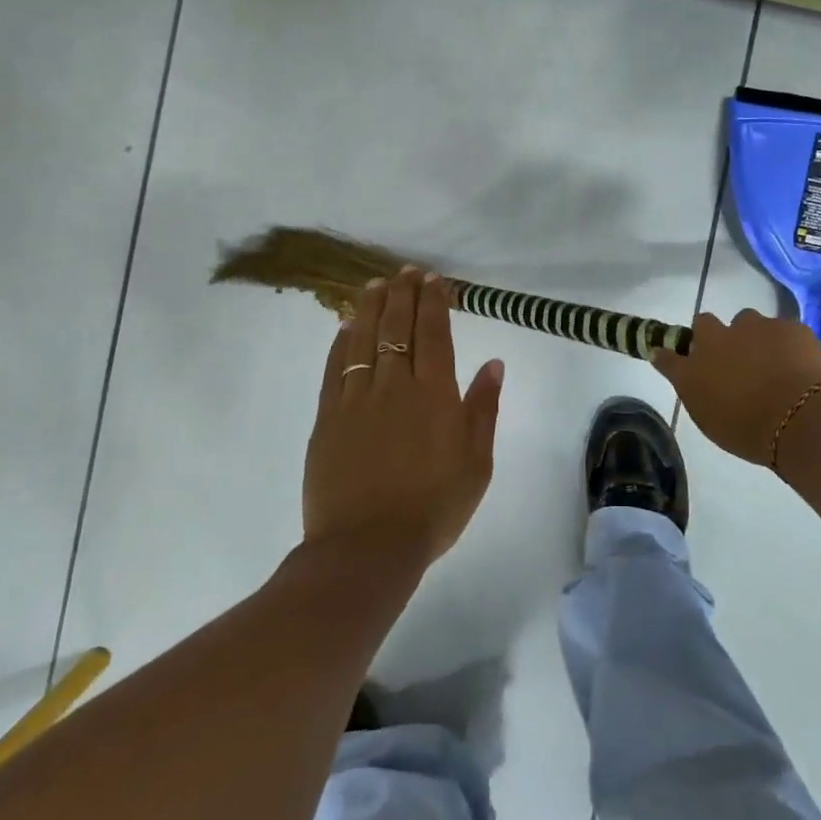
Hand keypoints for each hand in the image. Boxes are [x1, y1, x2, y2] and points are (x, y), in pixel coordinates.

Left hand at [302, 267, 504, 562]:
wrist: (368, 547)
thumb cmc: (434, 508)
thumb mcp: (477, 463)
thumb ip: (483, 409)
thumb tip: (493, 363)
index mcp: (435, 395)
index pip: (434, 333)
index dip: (434, 302)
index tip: (433, 279)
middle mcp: (395, 386)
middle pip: (397, 327)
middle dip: (403, 294)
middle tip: (406, 272)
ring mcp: (356, 400)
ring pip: (363, 340)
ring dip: (371, 308)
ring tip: (375, 285)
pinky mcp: (328, 418)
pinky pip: (335, 368)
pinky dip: (341, 342)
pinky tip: (346, 326)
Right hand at [651, 309, 820, 466]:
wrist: (800, 419)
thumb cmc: (749, 432)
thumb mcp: (712, 421)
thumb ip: (698, 393)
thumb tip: (689, 375)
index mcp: (692, 369)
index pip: (667, 356)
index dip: (671, 356)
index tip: (676, 359)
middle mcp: (716, 340)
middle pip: (704, 324)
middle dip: (714, 336)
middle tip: (730, 359)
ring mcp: (753, 328)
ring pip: (746, 322)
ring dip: (751, 336)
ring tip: (769, 361)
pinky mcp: (787, 326)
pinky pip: (781, 330)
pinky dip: (785, 343)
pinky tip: (796, 364)